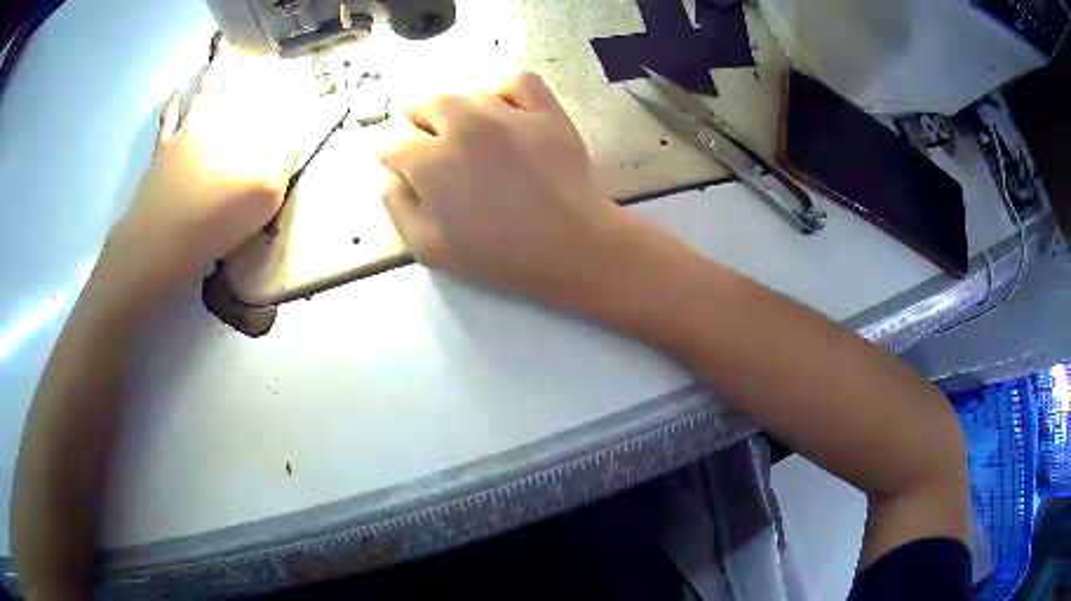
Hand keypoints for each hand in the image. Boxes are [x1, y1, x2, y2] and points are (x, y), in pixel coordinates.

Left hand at [109, 51, 304, 291]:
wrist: (161, 242)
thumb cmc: (216, 222)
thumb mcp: (265, 198)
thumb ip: (282, 160)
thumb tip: (291, 135)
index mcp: (244, 130)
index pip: (270, 101)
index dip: (284, 88)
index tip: (295, 80)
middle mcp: (218, 119)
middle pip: (236, 83)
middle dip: (248, 66)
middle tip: (256, 53)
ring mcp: (187, 131)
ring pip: (205, 90)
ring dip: (216, 70)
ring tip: (225, 54)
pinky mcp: (163, 148)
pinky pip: (169, 117)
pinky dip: (173, 102)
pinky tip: (176, 91)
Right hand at [376, 72, 648, 314]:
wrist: (572, 248)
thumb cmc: (499, 256)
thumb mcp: (428, 248)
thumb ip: (397, 205)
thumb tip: (393, 173)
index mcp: (431, 162)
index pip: (391, 139)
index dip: (392, 153)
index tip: (404, 167)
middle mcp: (463, 125)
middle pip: (424, 104)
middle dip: (418, 123)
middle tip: (433, 148)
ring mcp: (508, 113)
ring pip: (467, 94)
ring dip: (460, 112)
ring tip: (474, 139)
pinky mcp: (546, 110)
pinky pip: (516, 80)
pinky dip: (505, 91)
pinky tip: (506, 112)